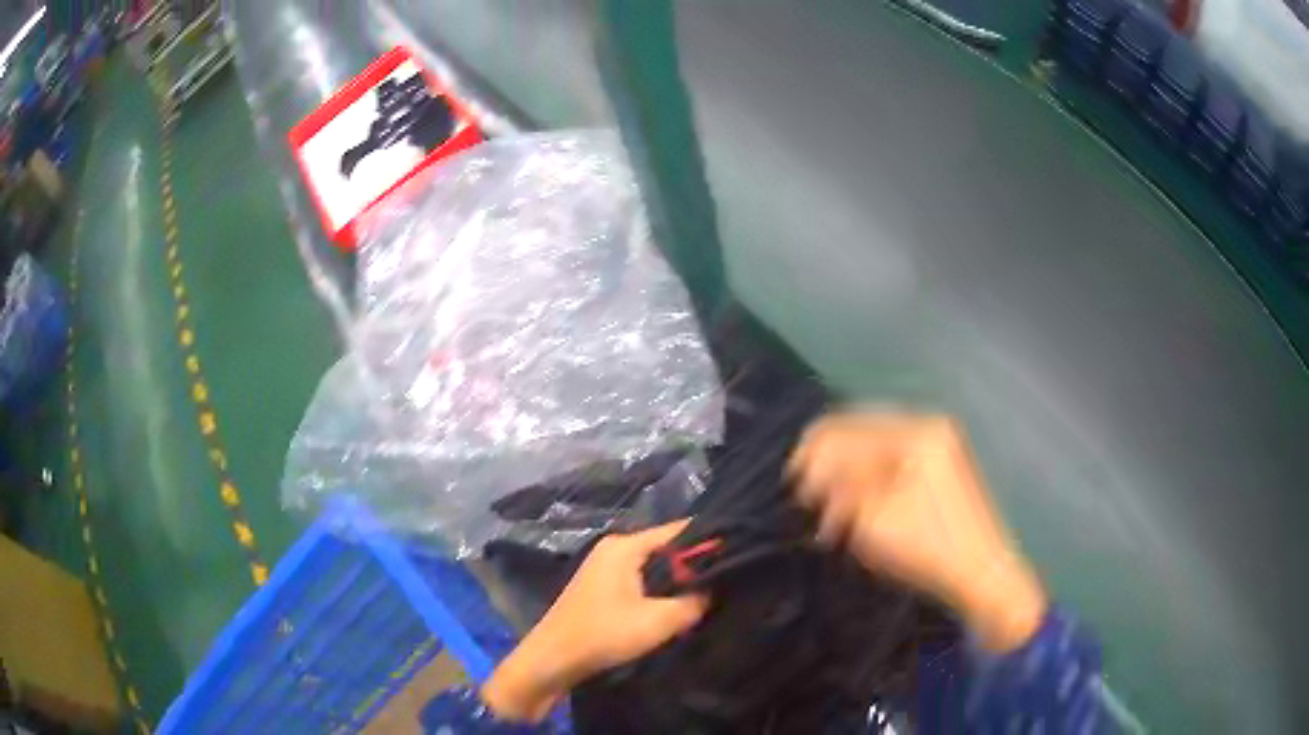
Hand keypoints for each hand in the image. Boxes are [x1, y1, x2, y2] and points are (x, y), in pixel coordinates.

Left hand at [481, 521, 708, 721]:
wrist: (552, 660)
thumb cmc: (603, 634)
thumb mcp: (658, 622)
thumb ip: (694, 603)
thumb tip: (716, 591)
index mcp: (625, 546)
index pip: (679, 531)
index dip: (710, 542)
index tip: (740, 554)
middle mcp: (614, 549)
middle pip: (666, 549)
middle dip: (694, 566)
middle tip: (728, 581)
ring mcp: (605, 568)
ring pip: (654, 568)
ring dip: (676, 582)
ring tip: (708, 595)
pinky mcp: (602, 589)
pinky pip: (641, 581)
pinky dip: (659, 592)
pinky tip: (675, 608)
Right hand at [788, 411, 1046, 651]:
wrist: (982, 576)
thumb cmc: (928, 547)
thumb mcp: (873, 517)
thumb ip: (838, 484)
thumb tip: (812, 466)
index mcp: (917, 432)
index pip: (849, 427)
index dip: (815, 452)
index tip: (791, 482)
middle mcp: (929, 428)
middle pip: (862, 434)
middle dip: (831, 466)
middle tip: (808, 499)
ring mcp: (938, 448)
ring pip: (875, 451)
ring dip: (848, 479)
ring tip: (829, 516)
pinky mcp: (940, 470)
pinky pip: (892, 465)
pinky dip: (869, 485)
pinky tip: (855, 512)